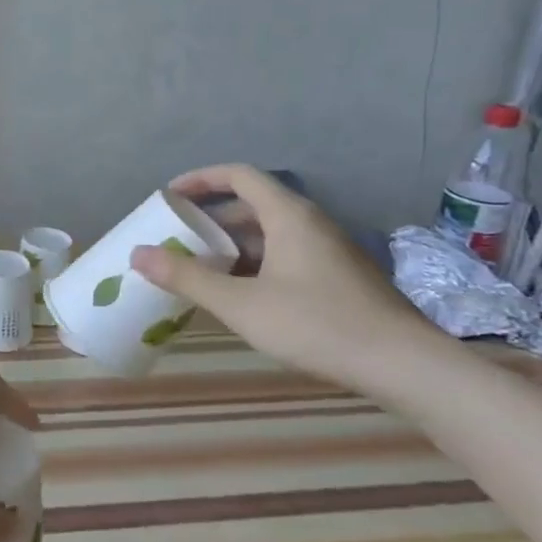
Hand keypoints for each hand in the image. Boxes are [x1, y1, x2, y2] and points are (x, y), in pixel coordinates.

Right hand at [130, 163, 437, 387]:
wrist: (404, 366)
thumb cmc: (317, 324)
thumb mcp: (241, 304)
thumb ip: (187, 278)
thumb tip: (137, 254)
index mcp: (288, 216)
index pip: (238, 175)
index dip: (200, 179)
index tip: (170, 197)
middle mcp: (310, 224)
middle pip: (252, 205)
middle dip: (211, 219)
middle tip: (178, 240)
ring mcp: (329, 251)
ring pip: (270, 234)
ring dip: (232, 246)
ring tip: (201, 271)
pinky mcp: (339, 278)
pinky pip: (286, 256)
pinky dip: (255, 265)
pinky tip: (242, 298)